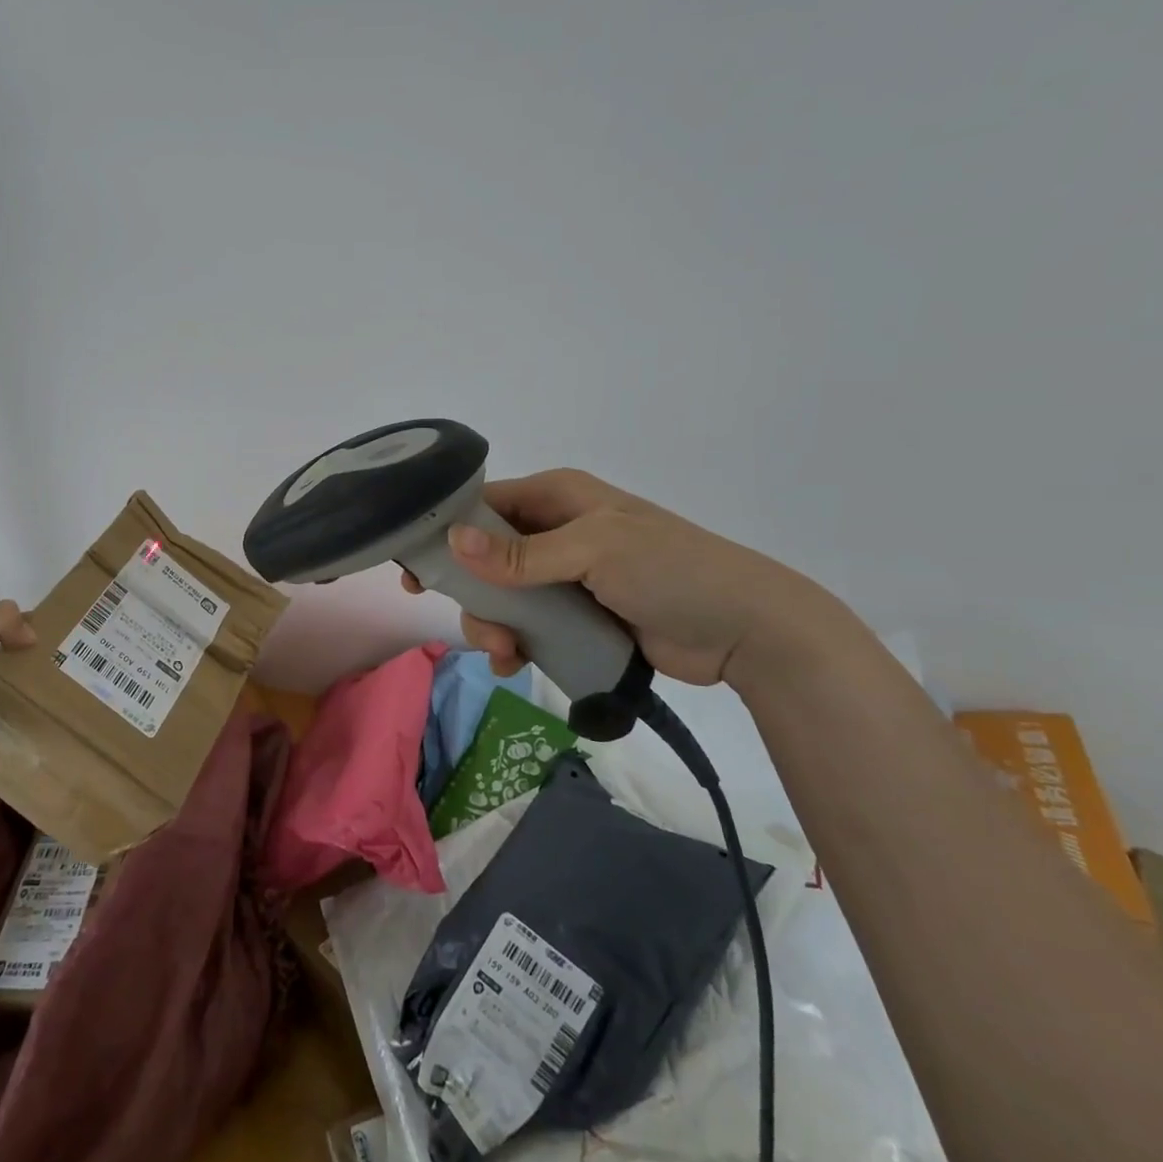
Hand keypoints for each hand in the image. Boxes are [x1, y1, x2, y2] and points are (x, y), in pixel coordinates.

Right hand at [400, 468, 834, 688]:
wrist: (745, 630)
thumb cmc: (671, 571)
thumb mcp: (594, 551)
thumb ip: (522, 554)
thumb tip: (453, 540)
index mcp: (558, 498)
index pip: (484, 506)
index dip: (446, 533)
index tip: (417, 570)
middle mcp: (556, 531)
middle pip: (487, 558)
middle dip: (474, 594)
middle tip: (480, 628)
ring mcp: (567, 576)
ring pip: (504, 596)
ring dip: (494, 624)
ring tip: (508, 654)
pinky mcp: (578, 615)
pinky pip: (530, 625)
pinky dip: (516, 643)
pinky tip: (516, 663)